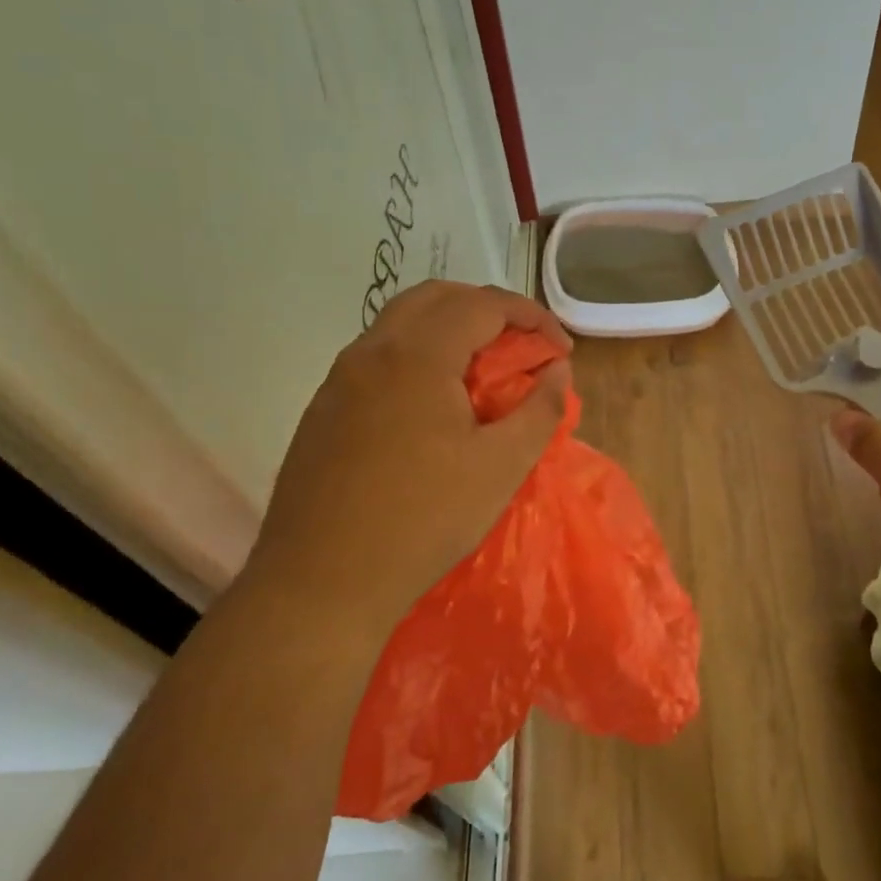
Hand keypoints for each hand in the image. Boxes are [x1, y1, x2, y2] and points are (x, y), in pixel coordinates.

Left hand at [242, 280, 572, 638]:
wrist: (320, 582)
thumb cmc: (422, 520)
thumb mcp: (501, 467)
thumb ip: (539, 409)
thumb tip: (557, 370)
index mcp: (417, 356)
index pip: (483, 304)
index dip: (531, 316)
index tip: (560, 349)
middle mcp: (372, 351)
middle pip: (437, 298)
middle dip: (488, 310)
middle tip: (522, 346)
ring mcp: (340, 379)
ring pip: (401, 323)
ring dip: (448, 329)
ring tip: (482, 371)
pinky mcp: (323, 409)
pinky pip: (378, 357)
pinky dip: (417, 355)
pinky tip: (433, 404)